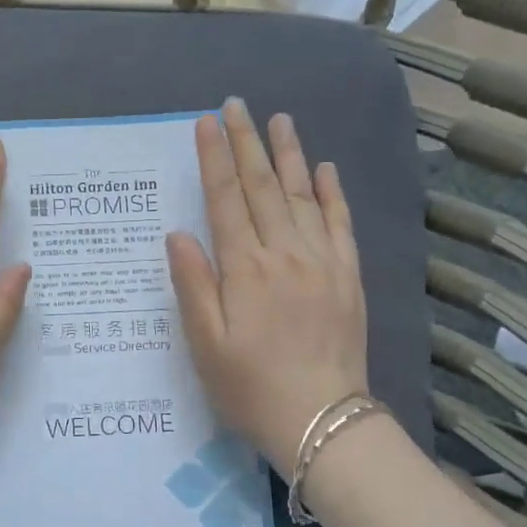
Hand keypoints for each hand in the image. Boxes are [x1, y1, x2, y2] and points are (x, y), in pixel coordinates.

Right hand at [166, 98, 368, 469]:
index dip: (214, 159)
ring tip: (279, 120)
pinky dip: (333, 193)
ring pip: (304, 196)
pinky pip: (341, 224)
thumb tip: (178, 234)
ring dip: (290, 155)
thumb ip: (193, 284)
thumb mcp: (205, 343)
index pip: (225, 200)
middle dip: (247, 143)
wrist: (321, 420)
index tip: (206, 123)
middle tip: (237, 105)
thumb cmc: (249, 386)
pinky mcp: (348, 276)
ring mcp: (322, 262)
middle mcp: (285, 254)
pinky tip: (325, 169)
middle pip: (264, 187)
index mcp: (245, 269)